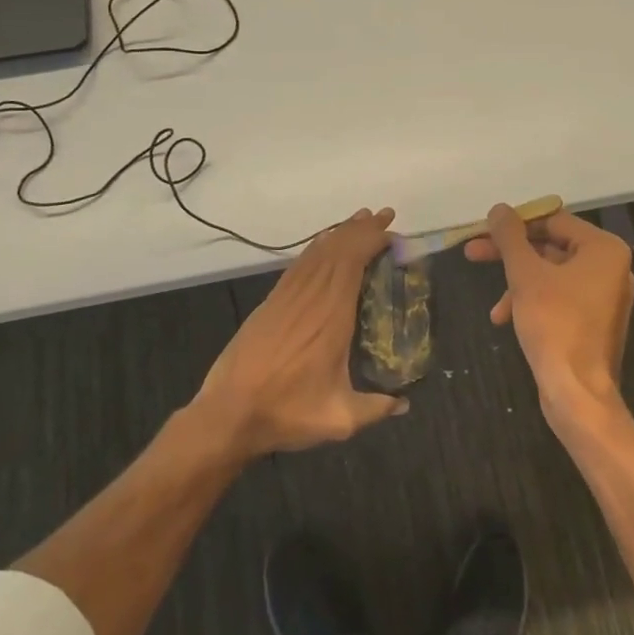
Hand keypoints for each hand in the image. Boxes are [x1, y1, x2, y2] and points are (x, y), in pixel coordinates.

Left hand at [192, 208, 406, 457]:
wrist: (228, 414)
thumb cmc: (286, 412)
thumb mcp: (339, 419)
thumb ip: (376, 408)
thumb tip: (405, 404)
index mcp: (331, 317)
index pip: (352, 263)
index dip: (371, 241)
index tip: (391, 232)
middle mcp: (309, 298)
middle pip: (336, 250)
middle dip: (361, 229)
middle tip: (384, 215)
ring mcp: (286, 298)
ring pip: (316, 253)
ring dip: (340, 233)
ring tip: (360, 220)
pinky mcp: (270, 303)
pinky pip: (298, 265)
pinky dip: (315, 248)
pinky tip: (323, 244)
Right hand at [465, 204, 633, 437]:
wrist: (577, 392)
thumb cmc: (554, 324)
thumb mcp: (525, 275)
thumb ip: (510, 238)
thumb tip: (498, 209)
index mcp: (604, 249)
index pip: (553, 220)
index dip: (515, 224)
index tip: (483, 231)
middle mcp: (611, 268)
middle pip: (551, 247)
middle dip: (510, 254)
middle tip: (473, 252)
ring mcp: (605, 296)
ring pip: (552, 275)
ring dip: (518, 284)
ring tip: (493, 305)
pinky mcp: (594, 321)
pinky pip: (560, 298)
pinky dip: (533, 302)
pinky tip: (507, 320)